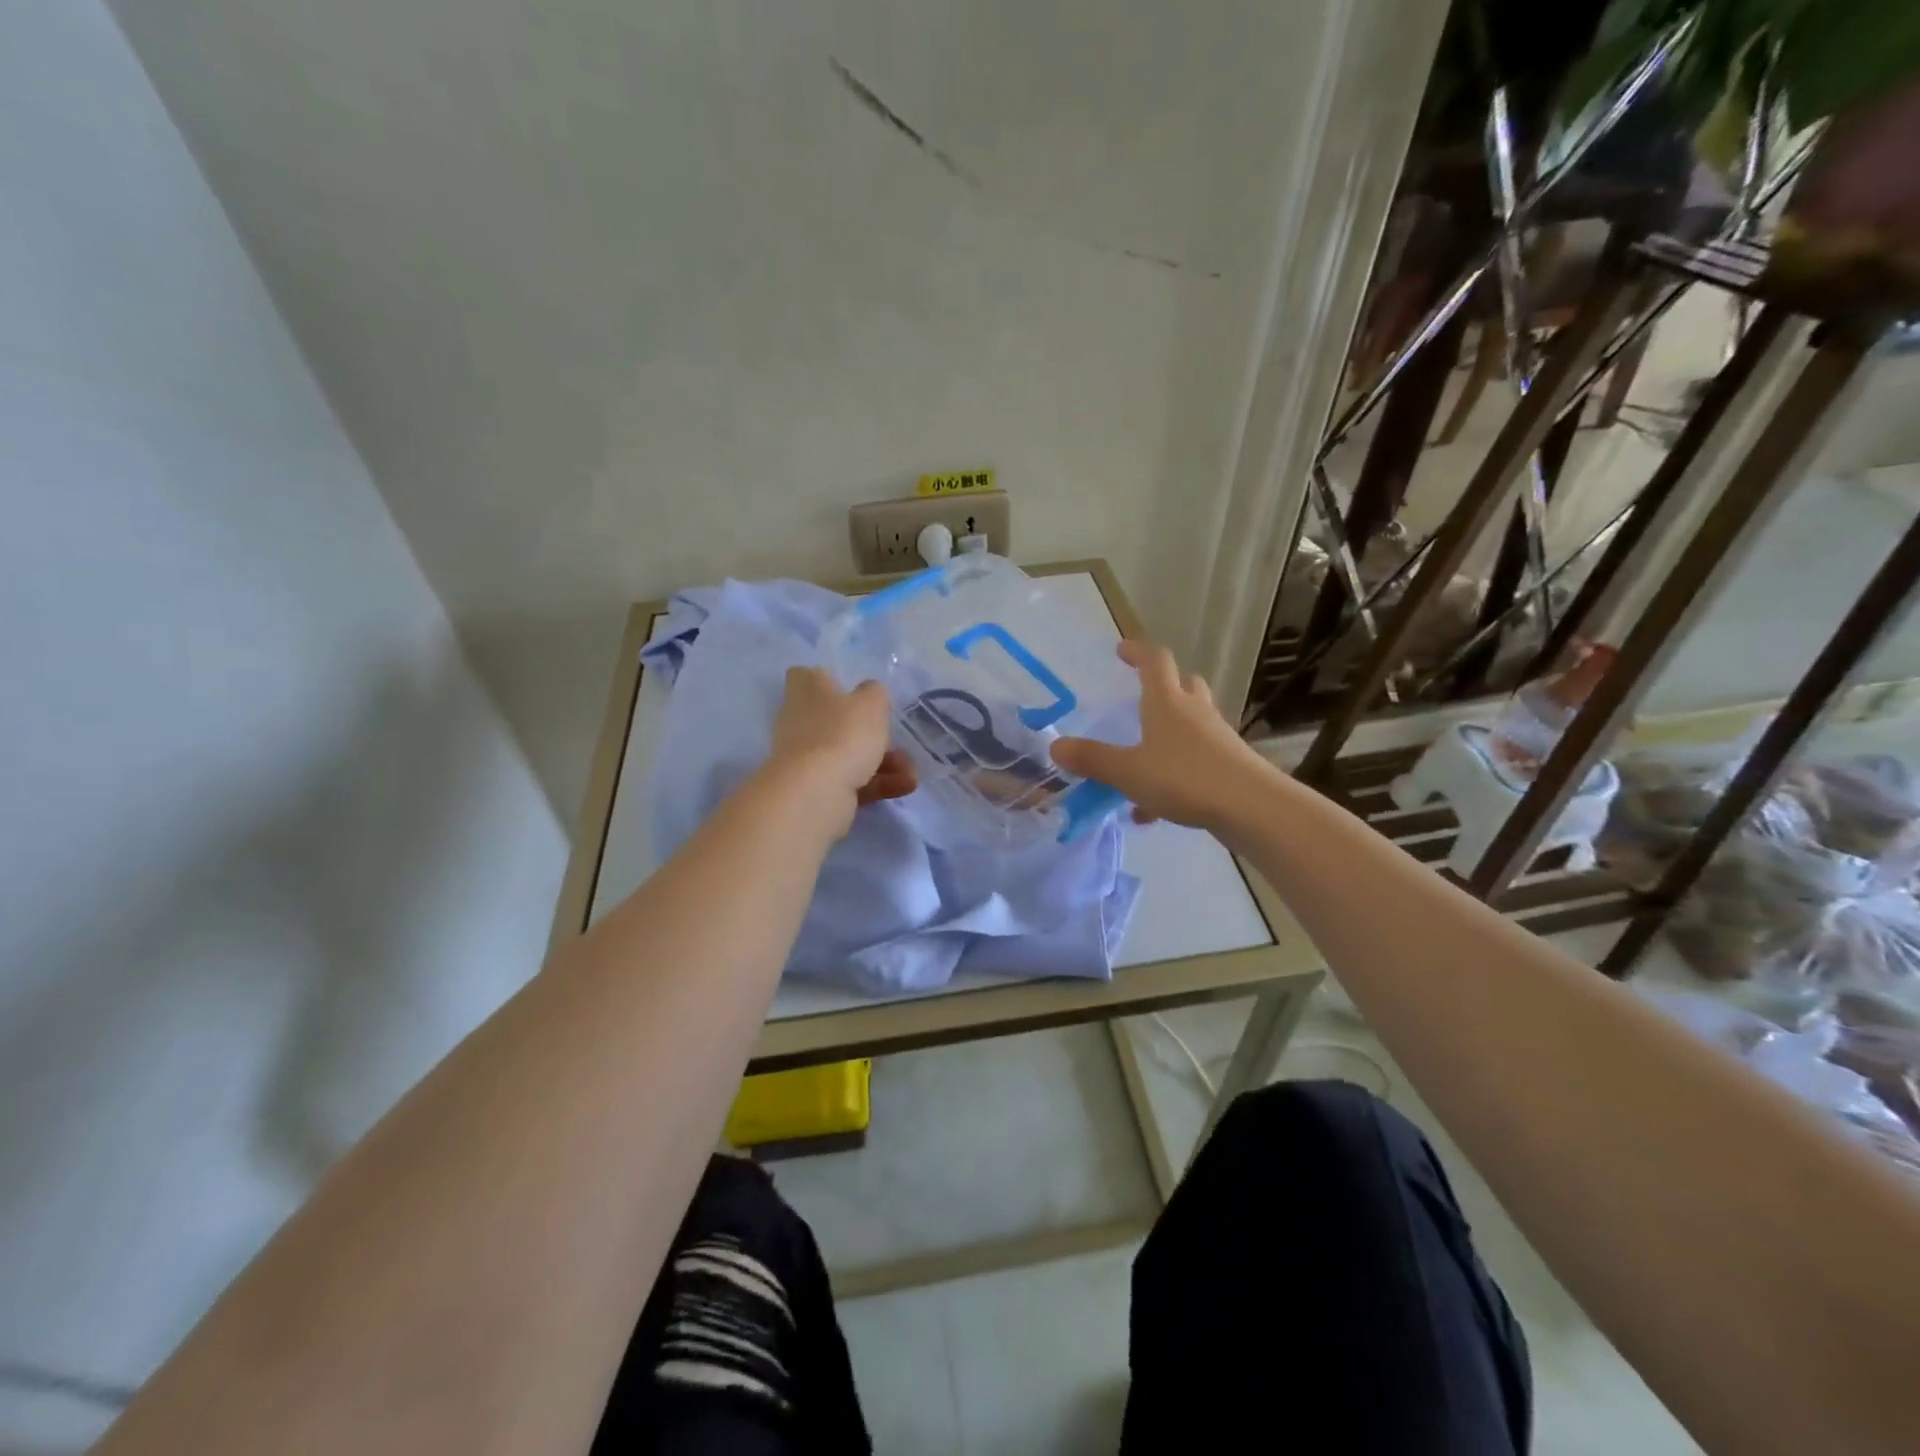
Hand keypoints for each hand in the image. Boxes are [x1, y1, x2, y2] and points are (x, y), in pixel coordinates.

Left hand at [767, 668, 916, 834]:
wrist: (815, 794)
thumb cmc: (842, 734)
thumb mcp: (871, 703)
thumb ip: (874, 693)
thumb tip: (869, 693)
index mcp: (806, 691)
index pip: (806, 676)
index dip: (828, 680)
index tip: (853, 690)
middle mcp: (800, 721)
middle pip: (835, 720)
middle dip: (870, 731)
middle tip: (897, 738)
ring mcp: (806, 758)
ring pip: (849, 753)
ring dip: (884, 762)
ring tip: (911, 772)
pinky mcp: (816, 789)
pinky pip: (852, 780)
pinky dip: (878, 783)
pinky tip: (905, 786)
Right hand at [1049, 640, 1272, 830]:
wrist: (1252, 808)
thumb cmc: (1185, 778)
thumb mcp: (1128, 771)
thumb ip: (1093, 759)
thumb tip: (1055, 747)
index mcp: (1167, 702)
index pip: (1154, 661)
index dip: (1137, 651)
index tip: (1121, 649)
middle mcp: (1194, 711)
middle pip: (1183, 685)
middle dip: (1163, 686)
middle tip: (1141, 698)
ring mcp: (1216, 737)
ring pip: (1192, 722)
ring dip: (1169, 731)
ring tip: (1143, 758)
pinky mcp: (1229, 764)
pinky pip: (1197, 759)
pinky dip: (1176, 772)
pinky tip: (1156, 808)